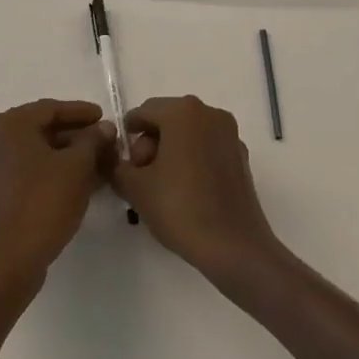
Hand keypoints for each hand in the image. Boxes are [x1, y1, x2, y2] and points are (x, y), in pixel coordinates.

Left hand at [0, 99, 114, 290]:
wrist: (9, 261)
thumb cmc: (43, 203)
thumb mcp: (78, 166)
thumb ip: (93, 140)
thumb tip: (104, 128)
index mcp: (9, 125)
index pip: (50, 109)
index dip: (81, 112)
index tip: (105, 117)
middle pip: (41, 129)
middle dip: (75, 135)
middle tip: (102, 140)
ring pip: (34, 151)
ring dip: (65, 154)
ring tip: (95, 162)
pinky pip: (25, 170)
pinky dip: (50, 170)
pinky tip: (76, 181)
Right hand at [109, 96, 283, 281]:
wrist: (233, 246)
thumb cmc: (180, 208)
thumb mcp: (135, 188)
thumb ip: (117, 166)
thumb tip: (117, 160)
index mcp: (183, 111)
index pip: (144, 112)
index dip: (128, 135)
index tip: (122, 163)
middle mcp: (209, 113)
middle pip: (168, 120)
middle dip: (150, 145)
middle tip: (140, 179)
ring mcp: (229, 134)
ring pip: (189, 134)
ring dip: (171, 153)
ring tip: (161, 188)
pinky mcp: (240, 156)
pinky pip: (207, 148)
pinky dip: (192, 160)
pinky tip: (186, 192)